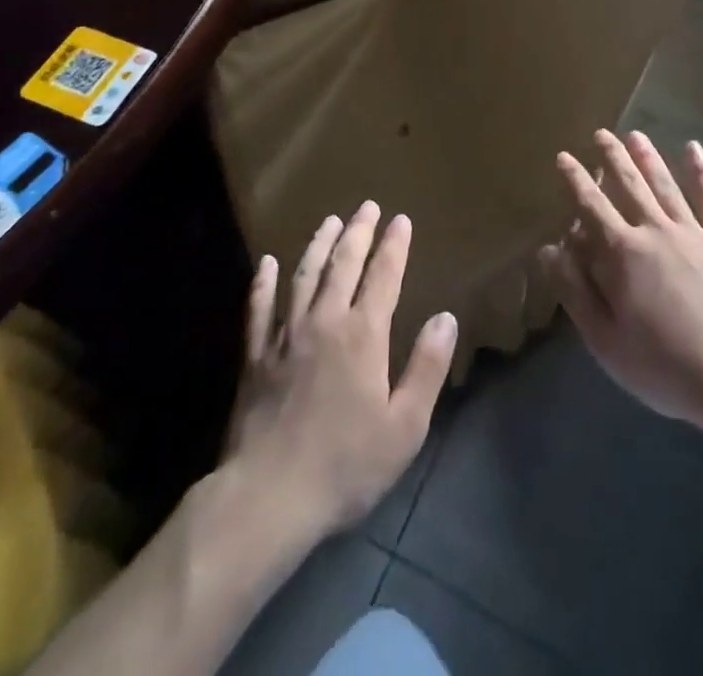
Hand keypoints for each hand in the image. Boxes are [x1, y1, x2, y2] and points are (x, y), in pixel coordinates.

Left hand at [224, 202, 457, 542]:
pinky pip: (259, 308)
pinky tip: (267, 263)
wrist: (269, 496)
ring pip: (304, 276)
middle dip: (359, 232)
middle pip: (343, 264)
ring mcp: (285, 335)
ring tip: (330, 221)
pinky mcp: (255, 355)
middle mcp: (325, 321)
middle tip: (367, 206)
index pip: (383, 276)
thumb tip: (447, 318)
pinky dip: (263, 282)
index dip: (394, 246)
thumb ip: (427, 367)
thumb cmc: (346, 465)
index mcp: (364, 335)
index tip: (401, 219)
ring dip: (319, 245)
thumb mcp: (405, 426)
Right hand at [539, 131, 702, 436]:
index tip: (564, 156)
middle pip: (629, 185)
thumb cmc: (664, 366)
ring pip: (665, 185)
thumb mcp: (605, 339)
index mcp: (623, 254)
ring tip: (635, 135)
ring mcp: (694, 234)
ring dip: (648, 158)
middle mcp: (656, 232)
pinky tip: (694, 149)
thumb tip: (548, 248)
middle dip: (612, 158)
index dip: (575, 180)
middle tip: (601, 133)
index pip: (592, 206)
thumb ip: (575, 290)